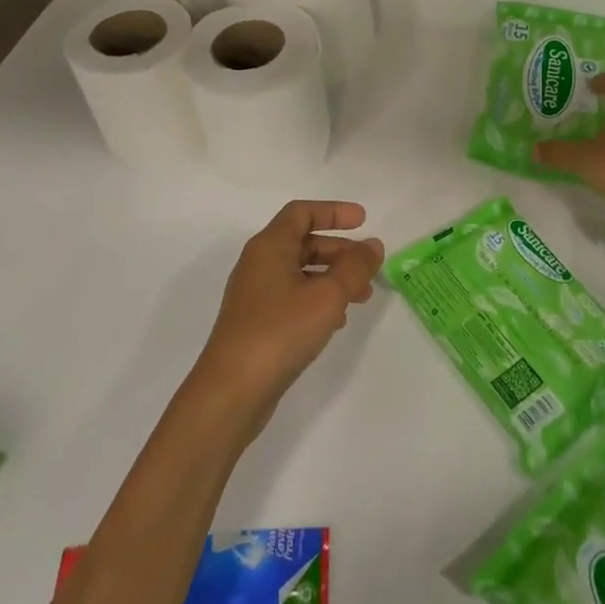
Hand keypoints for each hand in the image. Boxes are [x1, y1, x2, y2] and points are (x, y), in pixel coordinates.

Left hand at [191, 201, 382, 428]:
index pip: (302, 213)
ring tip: (362, 297)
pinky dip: (318, 299)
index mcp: (269, 247)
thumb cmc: (280, 331)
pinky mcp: (257, 323)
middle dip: (339, 250)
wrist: (231, 391)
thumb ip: (355, 266)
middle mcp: (259, 264)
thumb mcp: (327, 295)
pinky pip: (293, 297)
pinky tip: (337, 321)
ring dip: (333, 277)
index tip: (364, 220)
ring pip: (301, 272)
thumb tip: (372, 245)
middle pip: (303, 242)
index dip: (334, 212)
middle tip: (368, 266)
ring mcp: (255, 295)